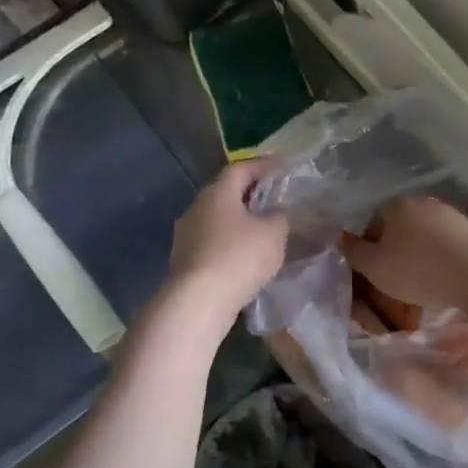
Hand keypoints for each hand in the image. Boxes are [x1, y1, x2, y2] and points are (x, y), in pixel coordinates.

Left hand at [167, 161, 289, 318]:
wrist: (198, 301)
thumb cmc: (239, 257)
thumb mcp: (273, 233)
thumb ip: (280, 216)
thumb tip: (277, 211)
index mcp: (217, 193)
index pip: (240, 169)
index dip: (262, 165)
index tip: (282, 167)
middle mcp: (197, 207)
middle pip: (226, 192)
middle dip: (250, 194)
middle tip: (275, 198)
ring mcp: (187, 234)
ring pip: (218, 219)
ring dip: (240, 221)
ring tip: (263, 230)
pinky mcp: (185, 260)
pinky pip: (213, 241)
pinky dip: (231, 242)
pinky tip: (246, 255)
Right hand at [340, 196, 467, 312]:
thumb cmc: (414, 268)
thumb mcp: (374, 266)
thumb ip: (354, 251)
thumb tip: (340, 236)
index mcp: (395, 205)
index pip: (373, 222)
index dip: (370, 248)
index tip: (374, 272)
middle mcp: (422, 202)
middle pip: (400, 229)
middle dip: (396, 253)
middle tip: (395, 282)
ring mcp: (449, 215)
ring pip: (424, 239)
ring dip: (419, 259)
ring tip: (420, 288)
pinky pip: (446, 248)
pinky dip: (440, 263)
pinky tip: (442, 282)